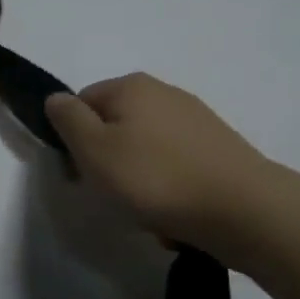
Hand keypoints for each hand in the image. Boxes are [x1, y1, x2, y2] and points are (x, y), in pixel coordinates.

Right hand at [45, 73, 276, 245]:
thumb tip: (56, 99)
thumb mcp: (93, 149)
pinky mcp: (218, 148)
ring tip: (147, 210)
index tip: (80, 174)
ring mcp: (196, 119)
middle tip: (112, 194)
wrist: (243, 210)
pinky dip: (168, 188)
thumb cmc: (155, 178)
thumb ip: (67, 119)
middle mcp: (164, 92)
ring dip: (138, 178)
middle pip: (114, 126)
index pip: (81, 104)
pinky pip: (175, 166)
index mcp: (131, 85)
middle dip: (107, 160)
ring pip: (144, 149)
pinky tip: (175, 213)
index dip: (73, 140)